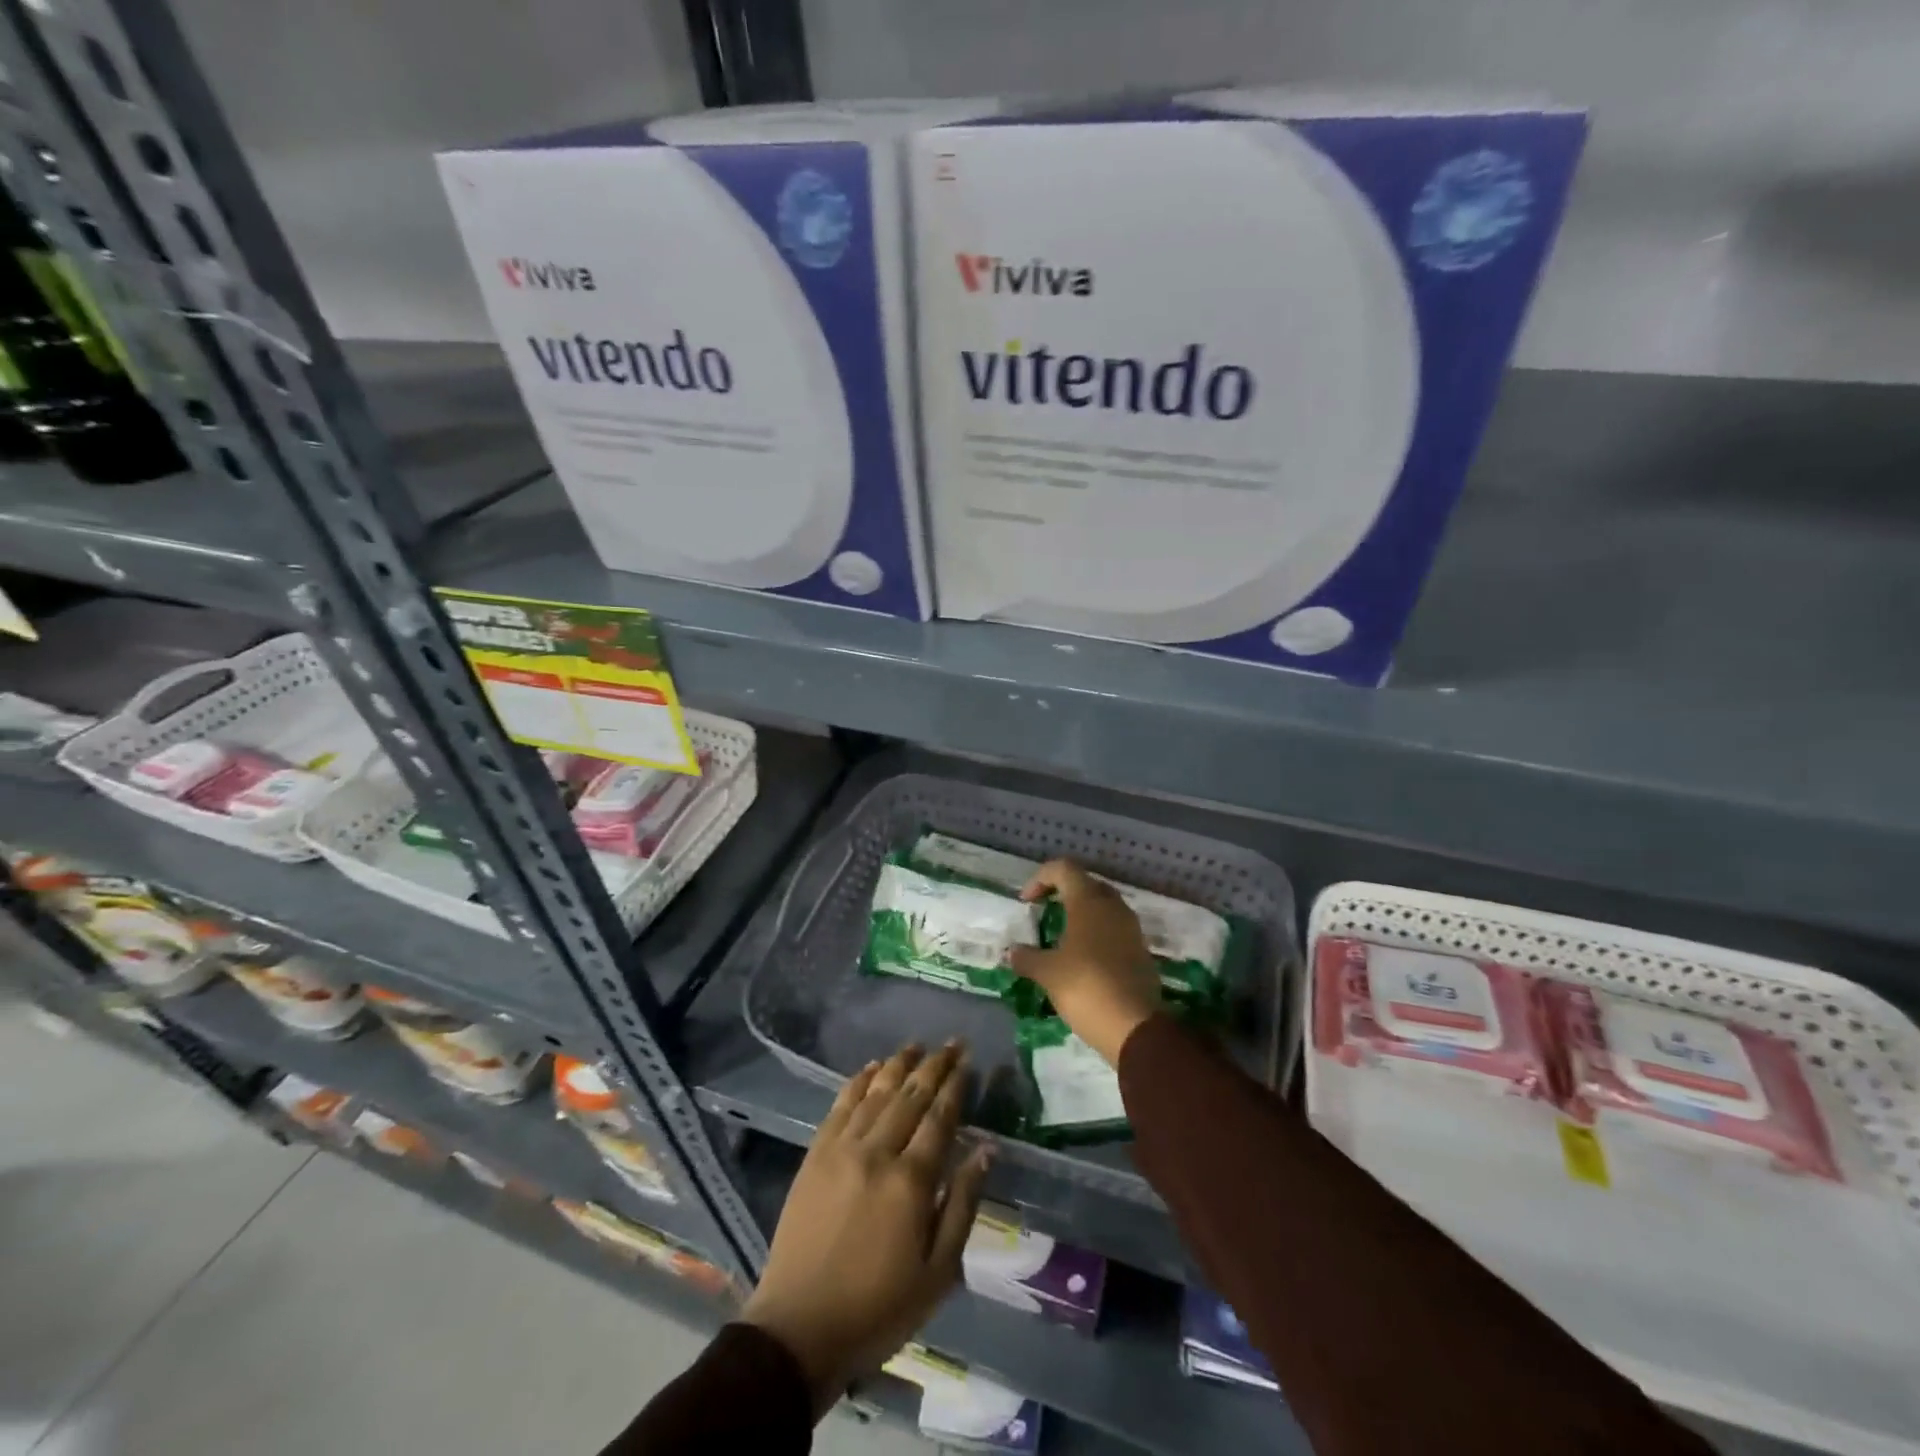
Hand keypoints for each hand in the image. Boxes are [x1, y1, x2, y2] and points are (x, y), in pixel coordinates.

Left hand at [741, 1043, 990, 1416]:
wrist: (799, 1328)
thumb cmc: (878, 1308)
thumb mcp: (938, 1272)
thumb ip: (963, 1205)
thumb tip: (985, 1150)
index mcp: (911, 1181)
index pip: (939, 1118)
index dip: (955, 1086)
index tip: (967, 1061)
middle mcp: (877, 1152)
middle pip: (910, 1096)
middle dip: (933, 1066)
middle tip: (951, 1042)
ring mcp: (842, 1149)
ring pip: (876, 1093)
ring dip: (898, 1065)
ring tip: (915, 1045)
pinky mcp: (815, 1155)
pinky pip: (840, 1106)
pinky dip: (858, 1082)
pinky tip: (871, 1068)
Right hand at [1010, 859, 1162, 1065]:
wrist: (1135, 1026)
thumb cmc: (1086, 987)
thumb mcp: (1048, 973)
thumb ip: (1027, 958)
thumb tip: (1012, 952)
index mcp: (1088, 901)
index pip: (1063, 868)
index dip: (1040, 879)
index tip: (1027, 903)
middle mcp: (1112, 906)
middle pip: (1085, 883)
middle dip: (1062, 893)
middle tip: (1044, 913)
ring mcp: (1131, 927)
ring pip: (1102, 906)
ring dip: (1081, 913)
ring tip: (1061, 936)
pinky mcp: (1140, 950)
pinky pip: (1114, 928)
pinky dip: (1096, 933)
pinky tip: (1082, 958)